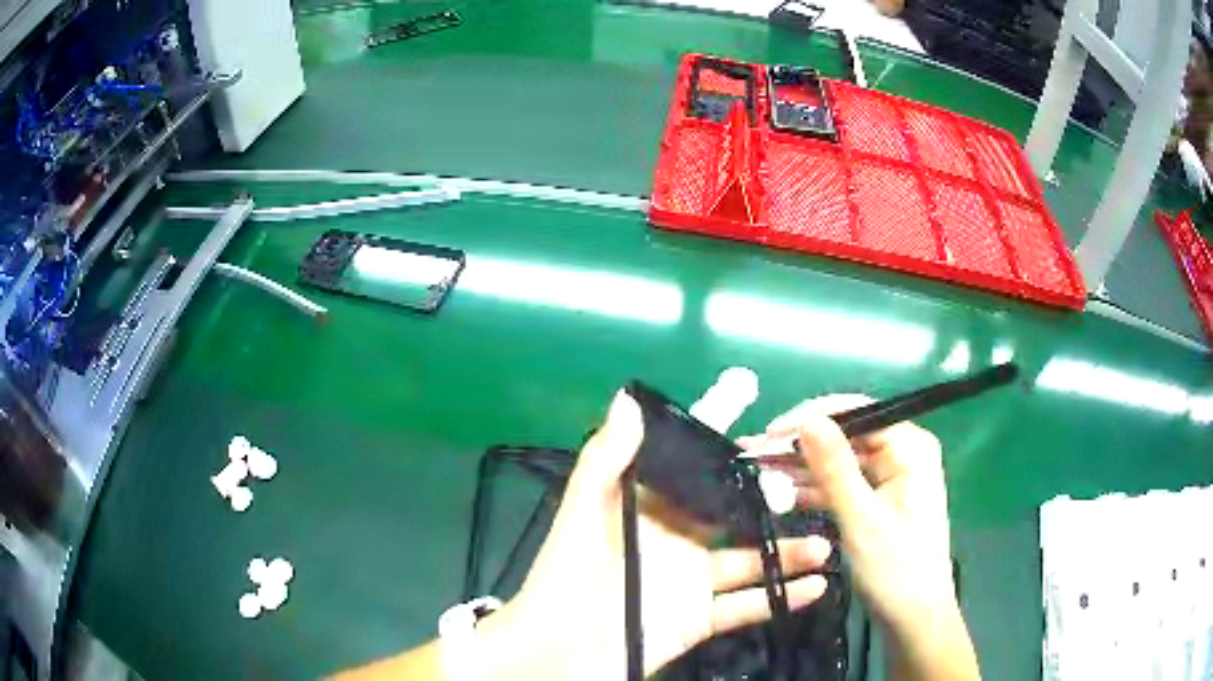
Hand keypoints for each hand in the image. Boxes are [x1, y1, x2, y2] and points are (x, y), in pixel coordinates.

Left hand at [481, 391, 833, 679]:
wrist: (558, 653)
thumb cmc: (566, 579)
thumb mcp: (582, 516)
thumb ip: (606, 458)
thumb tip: (629, 397)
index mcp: (647, 506)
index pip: (687, 457)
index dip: (715, 422)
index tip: (747, 389)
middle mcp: (674, 538)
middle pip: (732, 508)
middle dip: (768, 493)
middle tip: (807, 482)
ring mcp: (691, 580)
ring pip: (750, 558)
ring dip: (788, 551)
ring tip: (826, 543)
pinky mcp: (700, 618)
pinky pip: (747, 605)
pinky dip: (781, 597)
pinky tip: (817, 586)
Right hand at [742, 395, 979, 680]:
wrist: (914, 618)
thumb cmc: (895, 568)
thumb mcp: (861, 518)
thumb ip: (834, 467)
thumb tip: (807, 419)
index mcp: (910, 447)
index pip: (856, 413)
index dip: (810, 418)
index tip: (768, 433)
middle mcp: (903, 453)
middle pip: (846, 436)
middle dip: (801, 445)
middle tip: (753, 453)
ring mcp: (892, 477)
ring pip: (840, 461)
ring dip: (802, 468)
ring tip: (757, 469)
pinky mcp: (880, 500)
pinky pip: (844, 484)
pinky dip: (816, 490)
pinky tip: (782, 492)